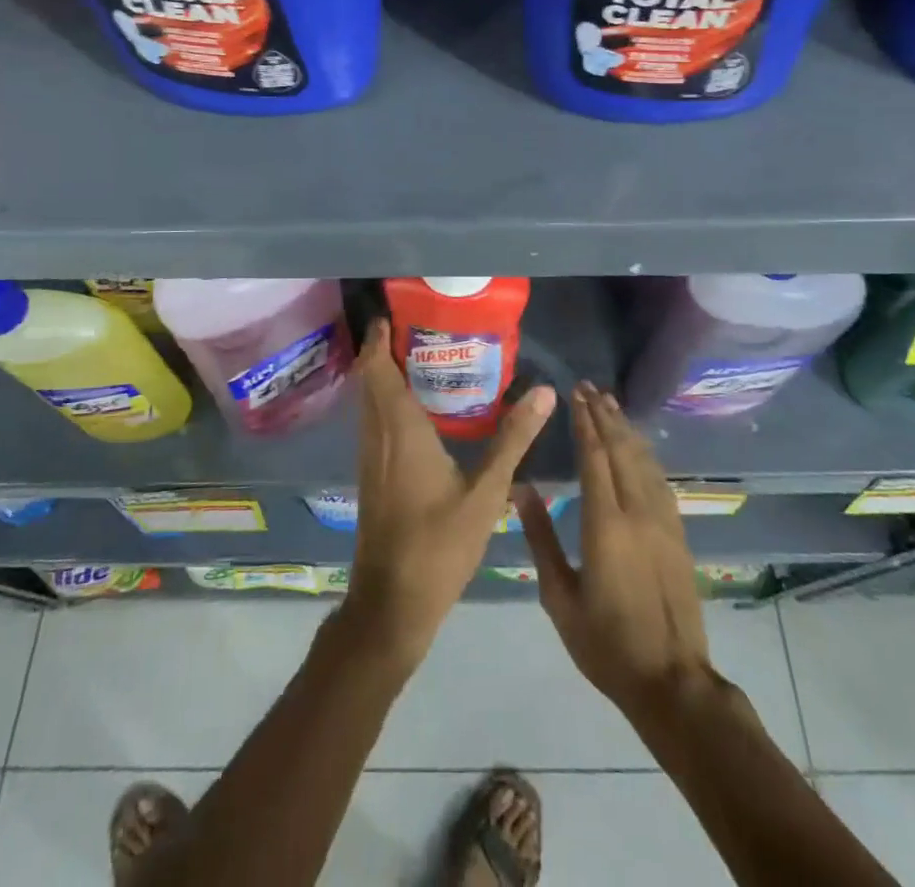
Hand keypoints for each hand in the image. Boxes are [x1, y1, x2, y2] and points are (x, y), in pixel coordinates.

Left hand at [344, 319, 555, 670]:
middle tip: (417, 326)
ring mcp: (369, 457)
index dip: (378, 337)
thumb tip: (545, 391)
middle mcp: (377, 435)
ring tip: (417, 356)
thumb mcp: (486, 493)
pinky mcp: (370, 475)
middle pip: (369, 379)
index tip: (394, 311)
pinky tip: (414, 409)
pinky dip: (385, 400)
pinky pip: (372, 421)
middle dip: (383, 348)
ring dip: (383, 374)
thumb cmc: (438, 545)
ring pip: (368, 401)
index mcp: (400, 430)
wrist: (392, 603)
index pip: (378, 369)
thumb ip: (513, 440)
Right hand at [517, 382, 711, 717]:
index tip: (575, 394)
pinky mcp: (678, 534)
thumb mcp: (559, 596)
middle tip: (590, 387)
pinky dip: (645, 454)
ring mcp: (664, 522)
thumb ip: (540, 537)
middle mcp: (638, 512)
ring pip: (644, 461)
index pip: (595, 457)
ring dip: (627, 429)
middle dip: (605, 415)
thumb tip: (520, 489)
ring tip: (611, 404)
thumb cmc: (605, 643)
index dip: (585, 422)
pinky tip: (638, 446)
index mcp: (606, 524)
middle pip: (622, 450)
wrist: (672, 682)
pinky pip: (660, 480)